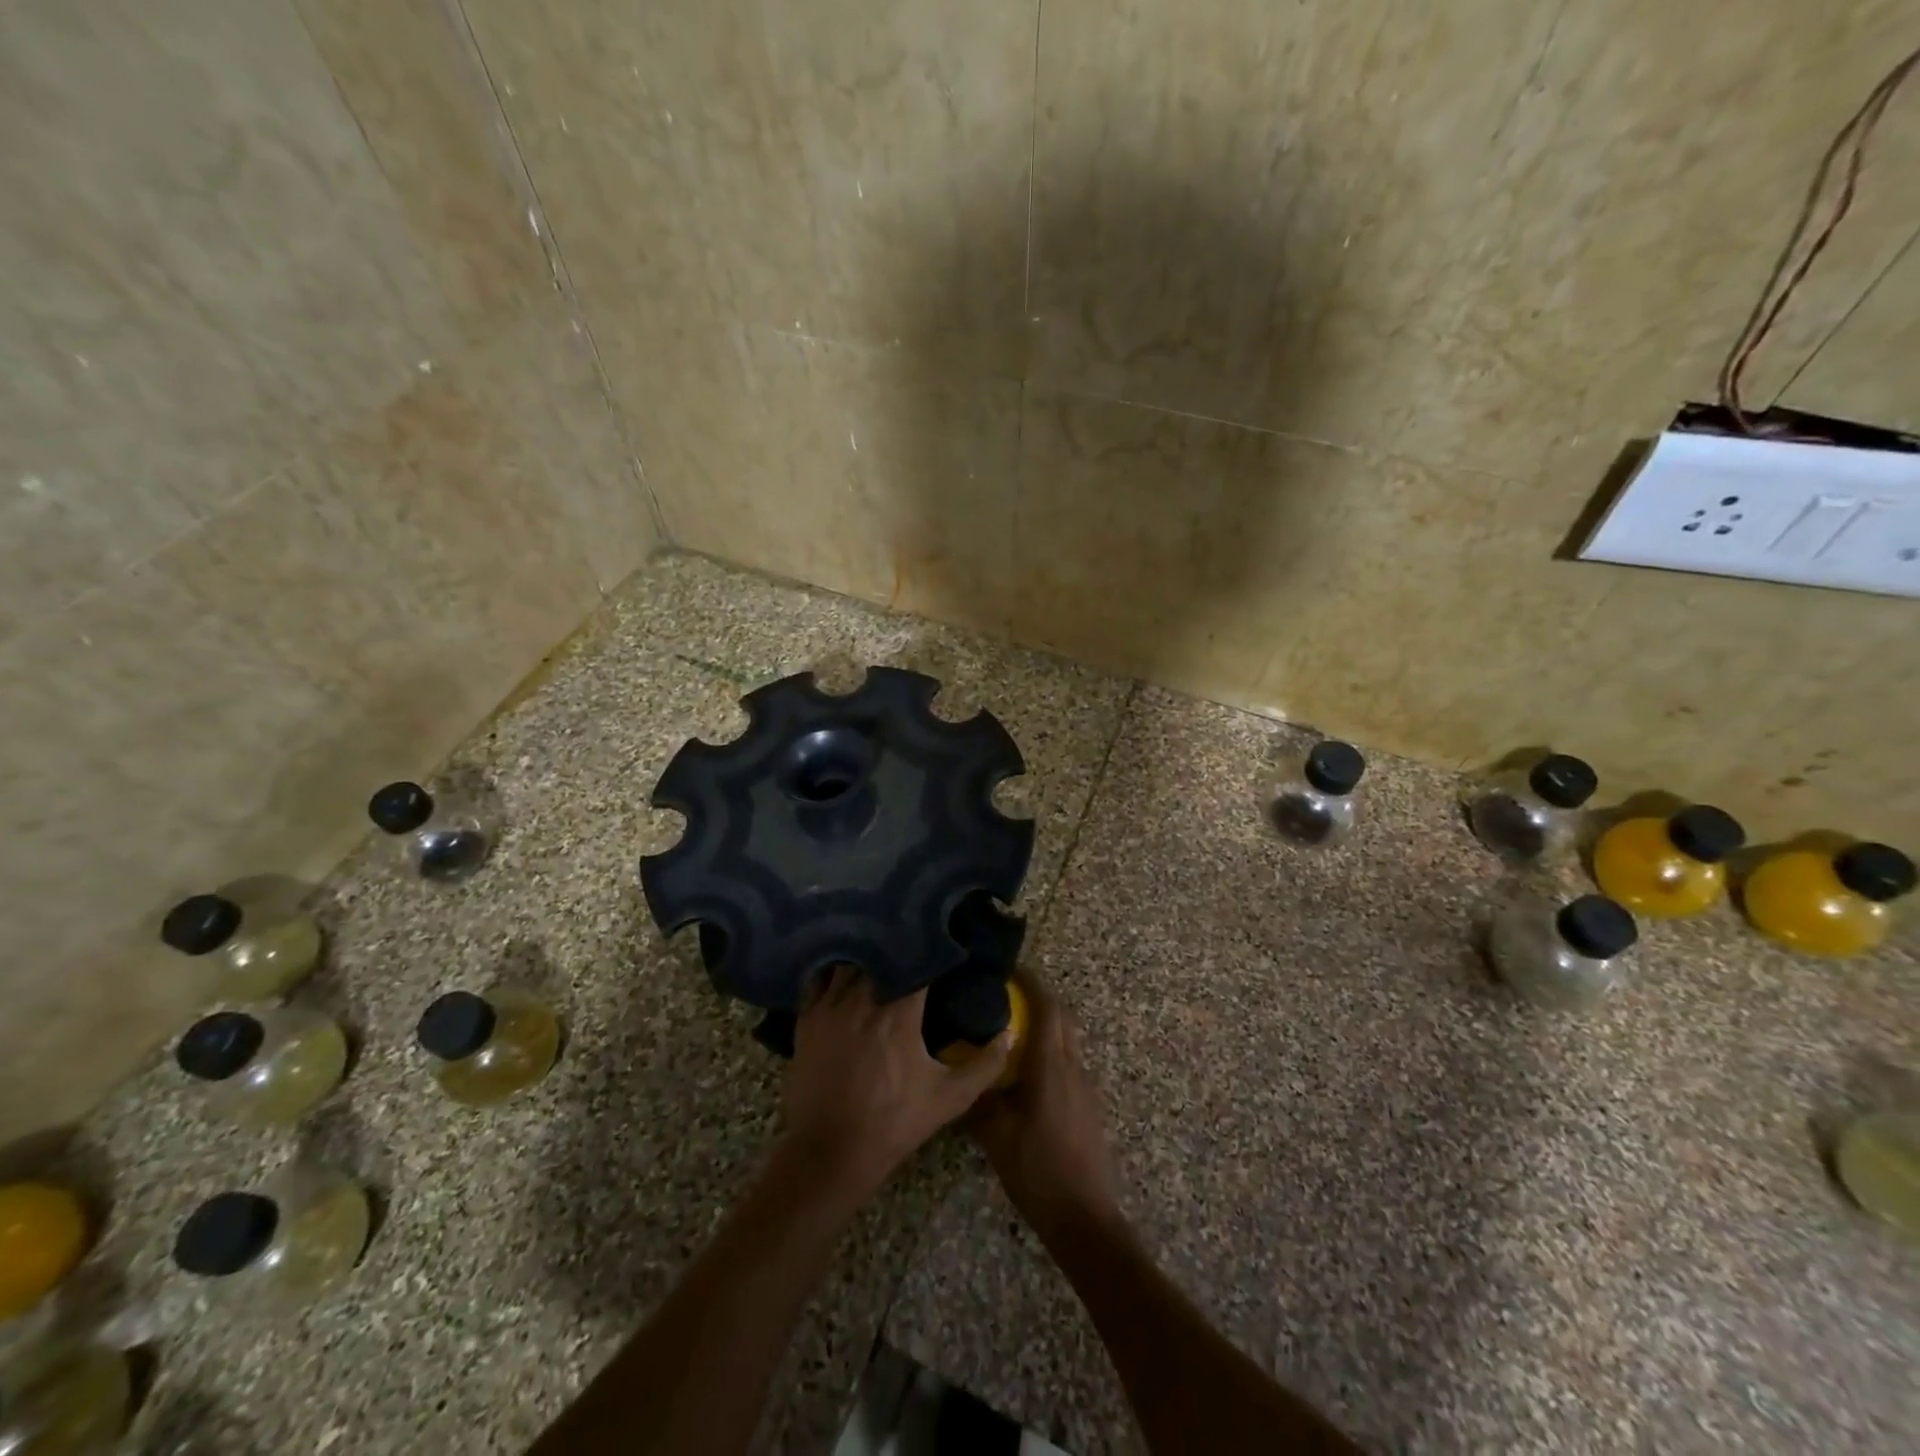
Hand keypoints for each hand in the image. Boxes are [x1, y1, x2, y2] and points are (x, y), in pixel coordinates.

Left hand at [777, 967, 1009, 1204]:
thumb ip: (985, 1065)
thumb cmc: (893, 1123)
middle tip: (912, 945)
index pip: (918, 961)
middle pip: (882, 954)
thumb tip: (1010, 1034)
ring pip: (850, 961)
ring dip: (867, 956)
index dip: (932, 949)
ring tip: (881, 954)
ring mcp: (829, 1006)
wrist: (830, 1153)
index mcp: (899, 1010)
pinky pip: (819, 978)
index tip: (944, 943)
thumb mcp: (949, 1099)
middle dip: (898, 947)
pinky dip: (833, 971)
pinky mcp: (806, 1019)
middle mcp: (862, 997)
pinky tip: (844, 974)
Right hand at [969, 971, 1122, 1241]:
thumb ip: (980, 1095)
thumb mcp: (995, 1134)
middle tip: (1008, 995)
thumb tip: (964, 1068)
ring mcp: (1086, 1087)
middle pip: (1062, 1017)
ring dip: (1046, 1026)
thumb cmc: (1037, 1170)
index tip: (1010, 969)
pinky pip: (1070, 1063)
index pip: (1047, 1007)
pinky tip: (1028, 1074)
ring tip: (1013, 1031)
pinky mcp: (1090, 1106)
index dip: (1031, 982)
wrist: (1085, 1218)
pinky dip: (1051, 1052)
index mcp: (1051, 1065)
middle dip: (1039, 998)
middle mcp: (1073, 1067)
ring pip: (1068, 1040)